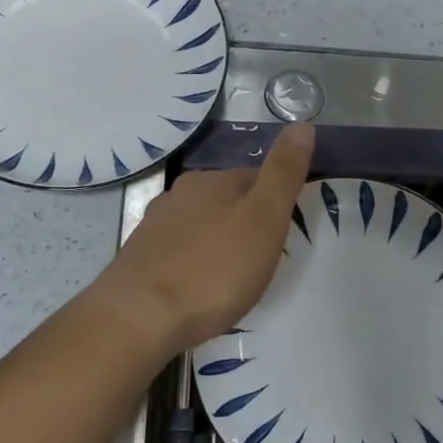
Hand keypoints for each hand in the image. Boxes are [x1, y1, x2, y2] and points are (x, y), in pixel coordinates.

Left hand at [93, 125, 314, 354]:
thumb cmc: (214, 268)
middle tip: (266, 260)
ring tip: (235, 278)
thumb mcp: (264, 218)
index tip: (288, 233)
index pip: (256, 177)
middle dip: (247, 224)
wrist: (140, 317)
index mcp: (213, 180)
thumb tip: (302, 125)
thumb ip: (284, 173)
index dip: (277, 202)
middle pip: (227, 201)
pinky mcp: (141, 258)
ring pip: (201, 226)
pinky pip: (180, 253)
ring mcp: (155, 226)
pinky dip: (196, 265)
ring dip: (220, 244)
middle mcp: (180, 194)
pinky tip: (201, 289)